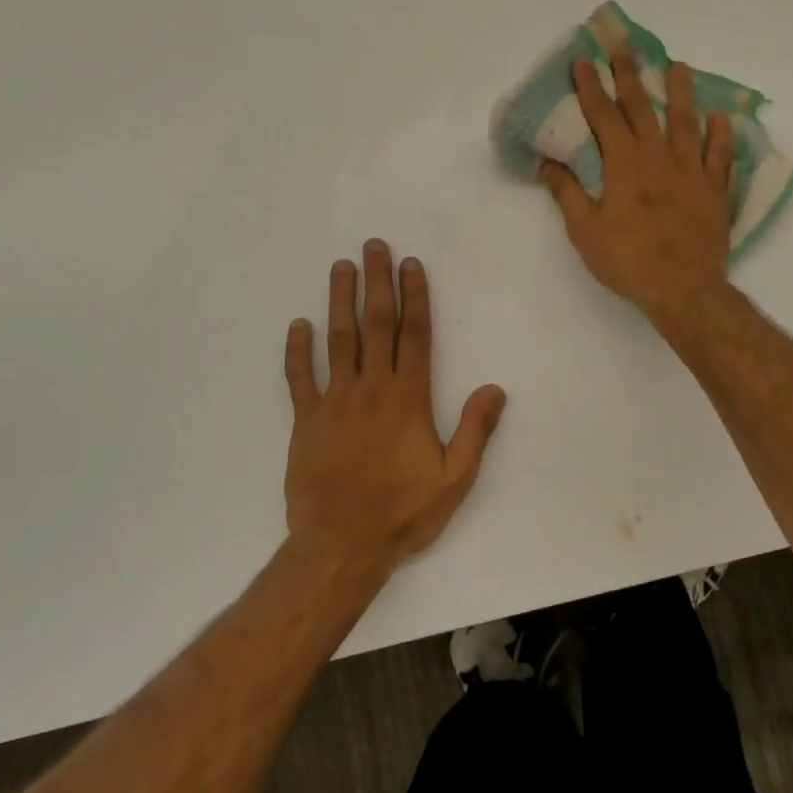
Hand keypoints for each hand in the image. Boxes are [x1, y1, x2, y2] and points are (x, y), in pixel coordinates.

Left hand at [282, 241, 506, 568]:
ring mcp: (334, 402)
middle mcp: (371, 389)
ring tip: (340, 267)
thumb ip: (475, 431)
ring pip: (338, 340)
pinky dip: (297, 350)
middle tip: (373, 246)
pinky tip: (298, 324)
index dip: (414, 297)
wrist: (342, 545)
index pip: (414, 336)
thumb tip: (495, 388)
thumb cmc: (404, 512)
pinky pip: (299, 378)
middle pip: (375, 325)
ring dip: (339, 301)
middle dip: (376, 283)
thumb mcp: (455, 478)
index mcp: (409, 399)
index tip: (411, 265)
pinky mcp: (306, 420)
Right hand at [539, 49, 735, 321]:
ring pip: (686, 122)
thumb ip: (567, 193)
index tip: (582, 61)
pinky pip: (720, 155)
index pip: (603, 116)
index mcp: (624, 164)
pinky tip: (721, 117)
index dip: (590, 87)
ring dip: (681, 92)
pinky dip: (720, 134)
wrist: (683, 288)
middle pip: (643, 107)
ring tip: (679, 66)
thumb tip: (545, 163)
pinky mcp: (715, 190)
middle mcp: (659, 157)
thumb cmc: (628, 261)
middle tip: (625, 45)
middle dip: (630, 74)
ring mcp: (691, 171)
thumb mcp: (585, 231)